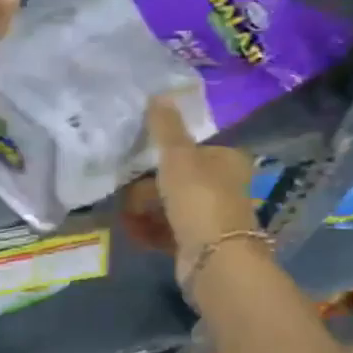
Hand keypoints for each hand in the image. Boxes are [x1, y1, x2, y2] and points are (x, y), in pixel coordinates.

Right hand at [120, 96, 257, 270]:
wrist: (214, 259)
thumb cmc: (199, 198)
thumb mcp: (178, 155)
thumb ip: (165, 126)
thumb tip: (158, 94)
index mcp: (227, 161)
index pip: (193, 149)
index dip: (165, 153)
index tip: (139, 159)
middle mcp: (224, 187)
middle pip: (178, 180)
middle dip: (147, 187)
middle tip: (126, 193)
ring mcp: (212, 218)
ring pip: (171, 207)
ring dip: (145, 210)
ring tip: (124, 216)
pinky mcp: (199, 245)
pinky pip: (168, 232)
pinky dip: (149, 230)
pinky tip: (131, 232)